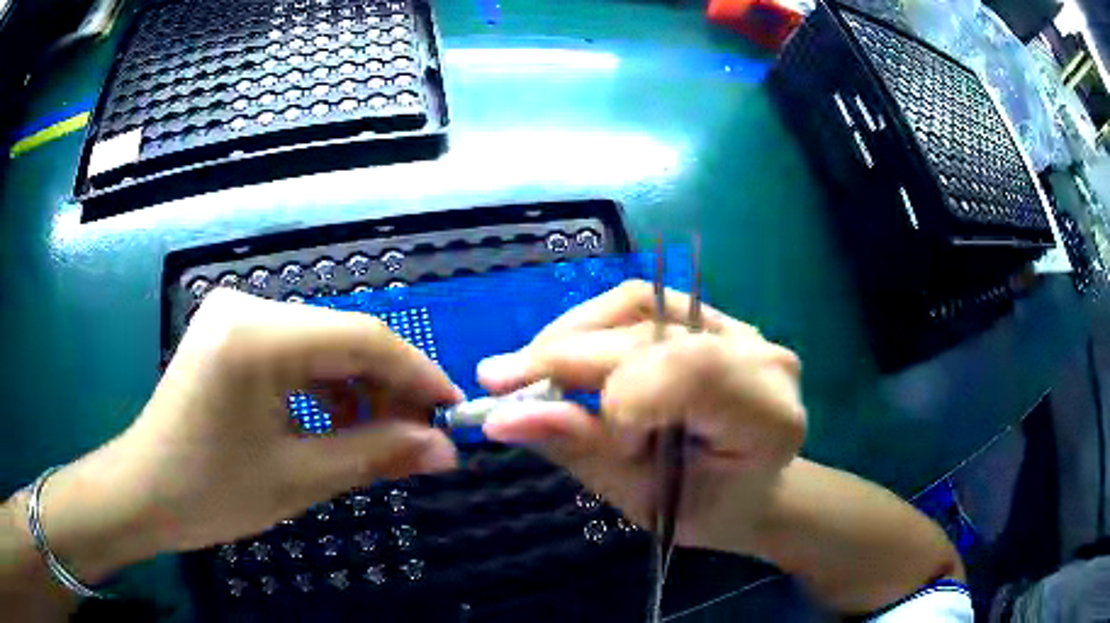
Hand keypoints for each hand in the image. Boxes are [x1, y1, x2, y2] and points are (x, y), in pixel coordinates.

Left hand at [42, 288, 461, 571]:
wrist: (144, 491)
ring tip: (378, 437)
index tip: (451, 412)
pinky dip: (323, 386)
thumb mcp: (298, 479)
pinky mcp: (229, 333)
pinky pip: (293, 352)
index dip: (417, 373)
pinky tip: (335, 422)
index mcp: (258, 336)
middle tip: (418, 437)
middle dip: (388, 387)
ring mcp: (234, 315)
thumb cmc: (210, 492)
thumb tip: (443, 451)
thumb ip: (376, 456)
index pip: (362, 336)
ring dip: (357, 389)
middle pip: (342, 336)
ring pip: (320, 344)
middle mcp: (247, 307)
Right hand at [476, 281, 804, 552]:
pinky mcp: (711, 317)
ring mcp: (737, 327)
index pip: (685, 374)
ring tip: (526, 369)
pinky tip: (563, 354)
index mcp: (766, 416)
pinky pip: (641, 304)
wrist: (749, 489)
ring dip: (570, 333)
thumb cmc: (707, 508)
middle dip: (565, 357)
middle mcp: (759, 356)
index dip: (623, 401)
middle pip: (650, 334)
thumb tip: (503, 419)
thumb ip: (581, 450)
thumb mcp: (644, 498)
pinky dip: (589, 326)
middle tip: (496, 383)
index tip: (606, 444)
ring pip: (638, 304)